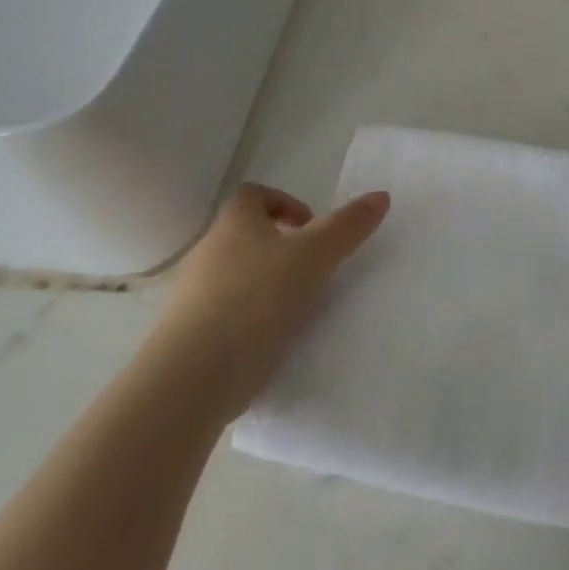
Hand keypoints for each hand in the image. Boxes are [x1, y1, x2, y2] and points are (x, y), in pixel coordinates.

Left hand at [158, 183, 389, 420]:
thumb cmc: (258, 299)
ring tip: (295, 308)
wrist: (192, 376)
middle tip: (312, 268)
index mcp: (235, 222)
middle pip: (244, 235)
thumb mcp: (316, 256)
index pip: (254, 194)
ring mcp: (191, 294)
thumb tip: (381, 195)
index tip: (310, 227)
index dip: (284, 203)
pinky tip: (269, 340)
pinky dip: (248, 318)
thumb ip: (349, 226)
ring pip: (234, 275)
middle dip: (279, 246)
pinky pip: (223, 314)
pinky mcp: (187, 334)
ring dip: (264, 283)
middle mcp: (207, 251)